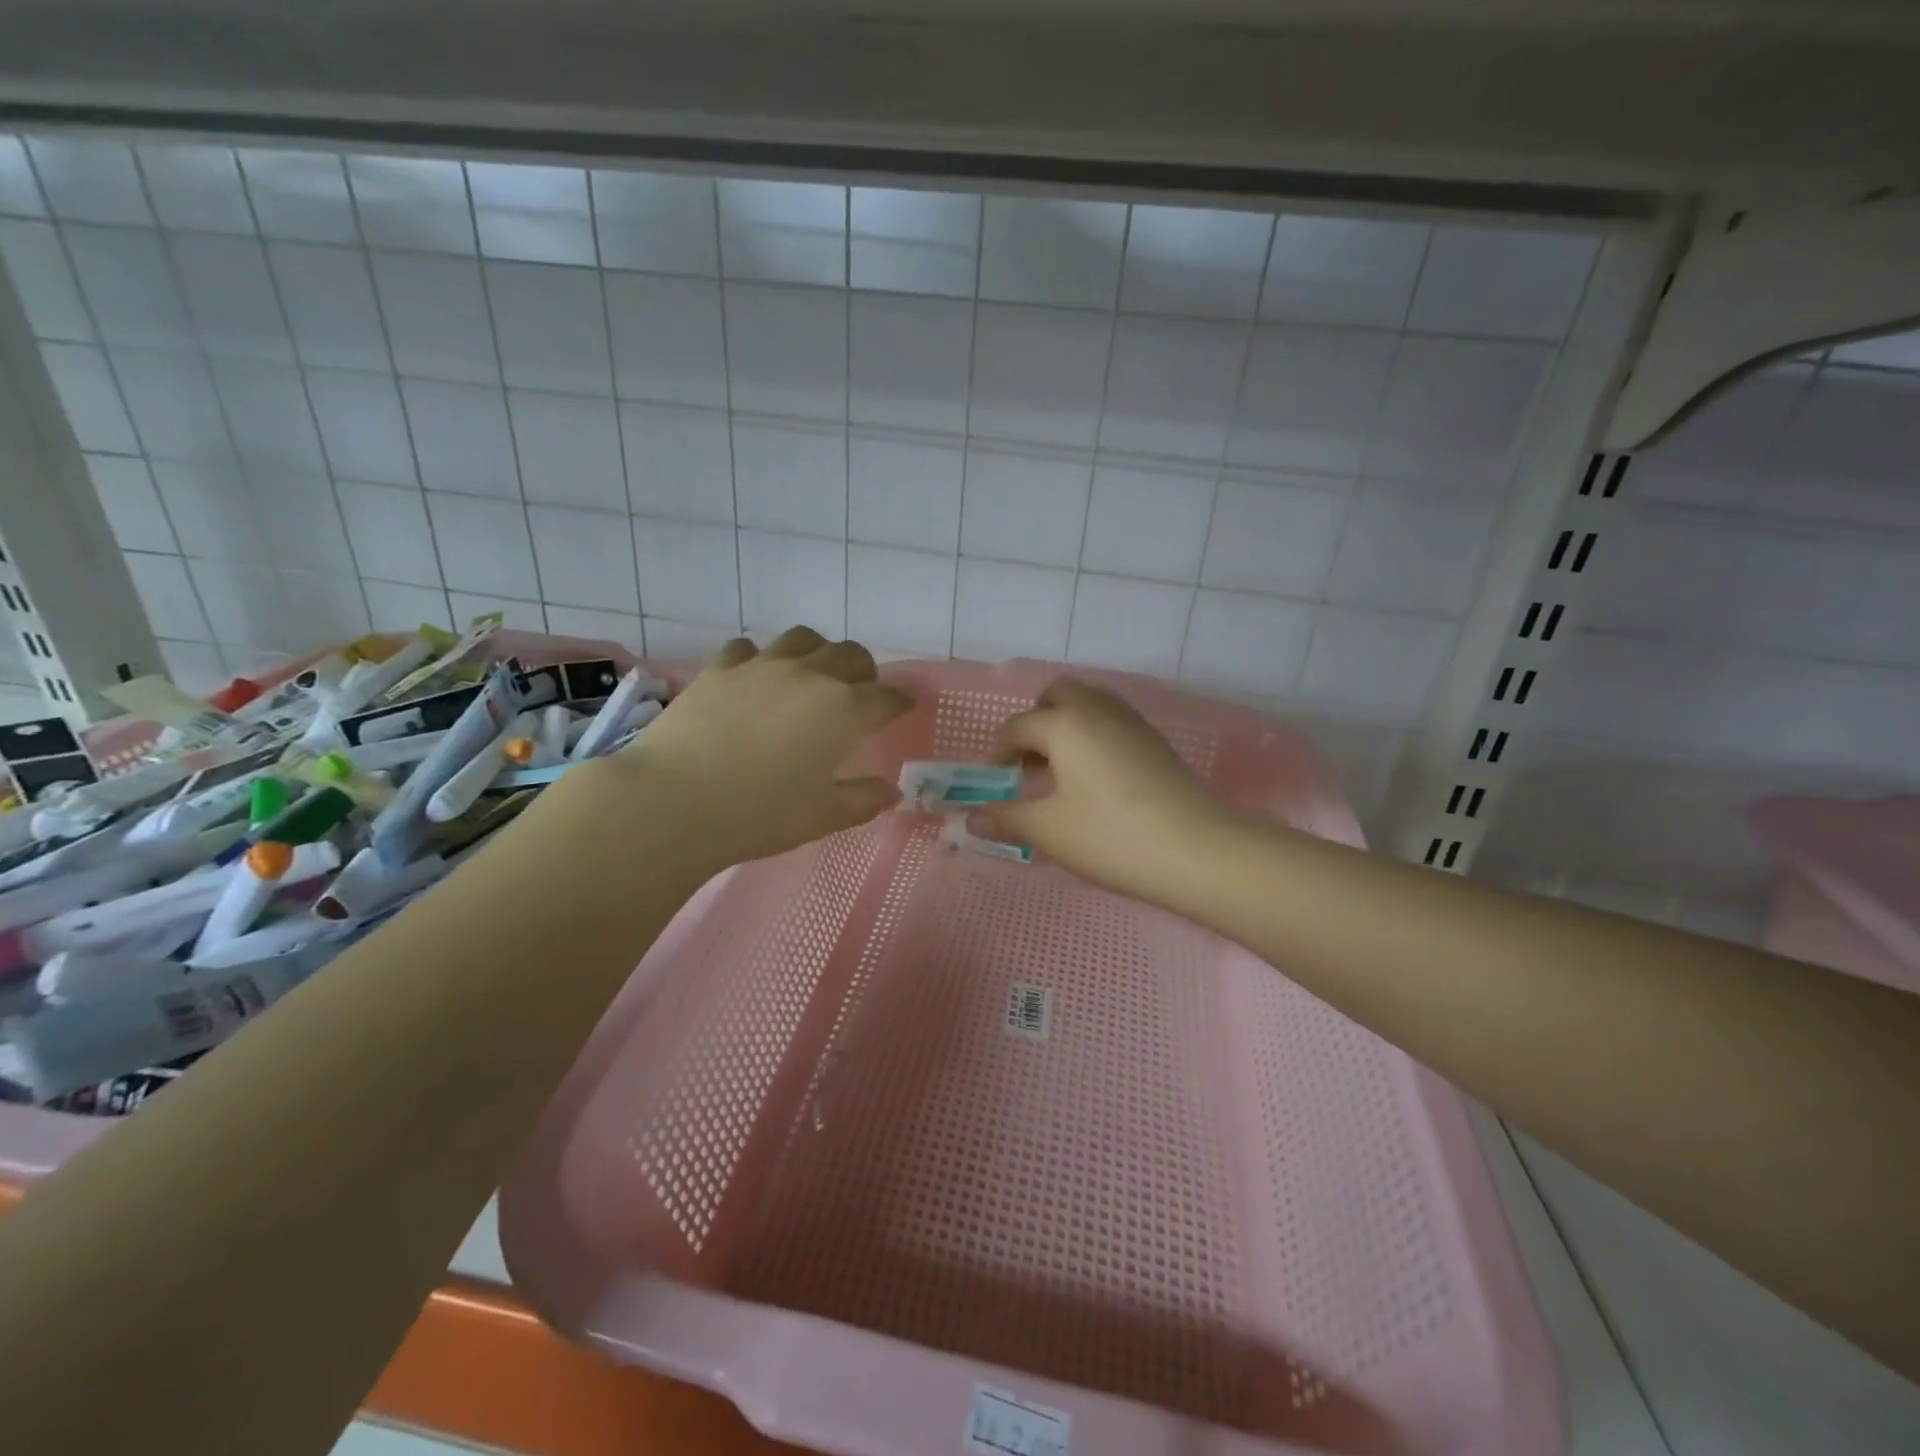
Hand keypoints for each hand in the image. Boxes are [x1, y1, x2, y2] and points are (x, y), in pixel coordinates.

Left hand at [576, 626, 911, 872]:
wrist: (674, 802)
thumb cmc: (759, 814)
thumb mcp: (822, 816)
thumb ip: (864, 800)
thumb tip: (892, 792)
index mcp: (843, 710)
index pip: (886, 697)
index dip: (900, 701)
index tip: (904, 707)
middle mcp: (810, 676)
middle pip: (851, 655)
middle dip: (864, 671)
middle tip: (859, 693)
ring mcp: (762, 665)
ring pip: (804, 639)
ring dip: (818, 653)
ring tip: (811, 676)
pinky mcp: (720, 667)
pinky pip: (750, 648)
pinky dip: (762, 659)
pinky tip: (755, 680)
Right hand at [975, 677, 1236, 904]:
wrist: (1198, 849)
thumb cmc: (1111, 836)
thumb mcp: (1049, 830)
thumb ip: (1006, 817)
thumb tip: (970, 818)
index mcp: (1064, 723)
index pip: (1018, 727)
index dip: (999, 753)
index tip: (995, 781)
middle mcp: (1097, 709)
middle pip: (1057, 696)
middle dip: (1035, 722)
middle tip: (1028, 763)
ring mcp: (1131, 722)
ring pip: (1088, 704)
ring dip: (1066, 726)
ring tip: (1060, 771)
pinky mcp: (1155, 741)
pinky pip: (1111, 722)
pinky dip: (1092, 736)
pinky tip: (1094, 778)